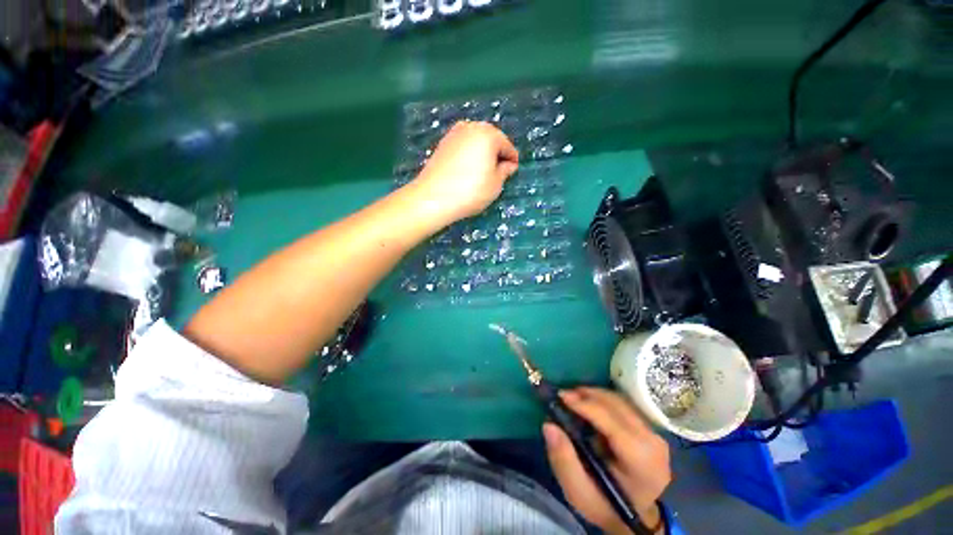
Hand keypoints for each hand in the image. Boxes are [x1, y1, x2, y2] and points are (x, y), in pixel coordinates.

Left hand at [409, 121, 518, 225]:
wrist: (433, 198)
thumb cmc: (471, 191)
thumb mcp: (495, 185)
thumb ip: (505, 171)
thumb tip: (508, 165)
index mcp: (488, 134)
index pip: (507, 146)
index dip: (512, 160)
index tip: (513, 172)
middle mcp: (471, 128)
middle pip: (490, 139)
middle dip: (496, 154)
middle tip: (498, 172)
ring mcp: (453, 134)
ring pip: (475, 142)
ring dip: (481, 153)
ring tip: (482, 172)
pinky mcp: (442, 144)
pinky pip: (462, 147)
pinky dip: (468, 155)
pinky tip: (467, 170)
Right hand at [543, 388, 671, 534]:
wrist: (633, 518)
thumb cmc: (604, 505)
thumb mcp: (578, 492)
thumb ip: (563, 460)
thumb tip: (549, 425)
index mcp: (640, 460)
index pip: (611, 421)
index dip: (585, 405)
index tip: (560, 395)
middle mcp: (653, 443)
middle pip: (617, 405)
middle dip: (588, 395)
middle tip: (563, 394)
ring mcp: (655, 435)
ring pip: (621, 402)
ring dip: (594, 395)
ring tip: (573, 397)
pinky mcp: (651, 431)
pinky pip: (624, 406)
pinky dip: (603, 401)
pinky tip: (588, 405)